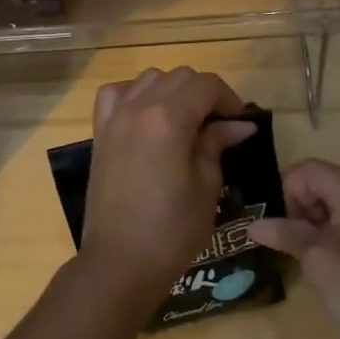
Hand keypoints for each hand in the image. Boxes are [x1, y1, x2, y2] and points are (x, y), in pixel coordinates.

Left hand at [78, 67, 255, 312]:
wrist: (119, 262)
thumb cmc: (171, 230)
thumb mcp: (206, 186)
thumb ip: (216, 144)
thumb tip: (239, 124)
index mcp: (168, 118)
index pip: (206, 85)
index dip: (229, 99)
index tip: (240, 124)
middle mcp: (138, 106)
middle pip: (179, 77)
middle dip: (204, 94)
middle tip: (218, 127)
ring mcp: (115, 117)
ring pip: (149, 79)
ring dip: (172, 91)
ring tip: (185, 122)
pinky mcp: (100, 132)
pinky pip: (116, 94)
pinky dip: (135, 94)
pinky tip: (147, 117)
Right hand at [249, 159, 339, 338]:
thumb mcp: (318, 262)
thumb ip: (286, 233)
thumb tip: (253, 225)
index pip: (311, 170)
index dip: (284, 188)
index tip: (271, 220)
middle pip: (325, 183)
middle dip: (299, 205)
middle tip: (282, 238)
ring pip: (338, 202)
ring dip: (314, 220)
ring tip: (298, 251)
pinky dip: (332, 231)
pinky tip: (321, 258)